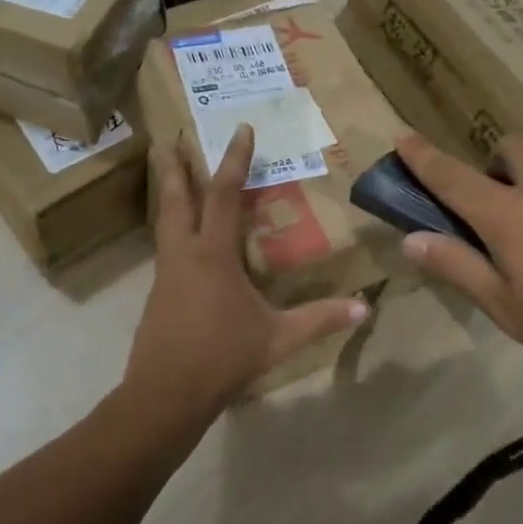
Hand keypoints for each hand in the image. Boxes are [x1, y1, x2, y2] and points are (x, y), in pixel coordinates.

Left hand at [123, 126, 366, 423]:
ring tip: (167, 174)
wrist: (165, 395)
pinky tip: (181, 238)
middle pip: (175, 199)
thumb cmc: (223, 358)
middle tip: (163, 137)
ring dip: (167, 194)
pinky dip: (171, 227)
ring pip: (164, 222)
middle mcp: (184, 254)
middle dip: (172, 166)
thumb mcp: (278, 339)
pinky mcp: (157, 294)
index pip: (223, 195)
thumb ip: (320, 319)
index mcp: (213, 255)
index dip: (234, 159)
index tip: (240, 129)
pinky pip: (165, 248)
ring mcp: (165, 273)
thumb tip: (365, 307)